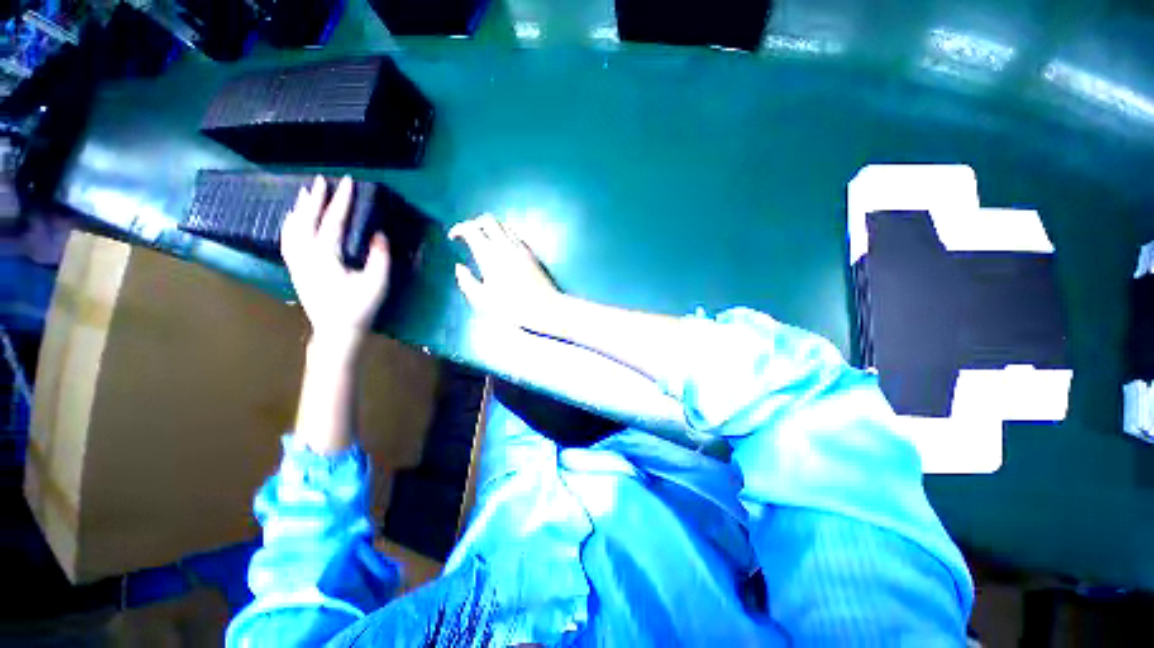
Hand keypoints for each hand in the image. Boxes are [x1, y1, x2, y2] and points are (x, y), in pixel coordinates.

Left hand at [281, 175, 390, 350]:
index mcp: (326, 256)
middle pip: (308, 220)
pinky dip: (290, 224)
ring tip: (306, 193)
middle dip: (316, 198)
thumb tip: (379, 234)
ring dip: (300, 208)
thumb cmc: (359, 308)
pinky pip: (288, 239)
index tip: (348, 182)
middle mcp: (306, 254)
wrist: (336, 331)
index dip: (342, 201)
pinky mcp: (295, 269)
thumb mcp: (377, 284)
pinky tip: (292, 219)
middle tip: (322, 180)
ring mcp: (297, 262)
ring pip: (293, 228)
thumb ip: (380, 257)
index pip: (334, 221)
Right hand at [449, 214, 561, 330]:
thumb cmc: (513, 307)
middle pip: (488, 220)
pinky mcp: (532, 253)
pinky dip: (504, 234)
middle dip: (474, 223)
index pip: (471, 229)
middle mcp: (505, 246)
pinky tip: (502, 248)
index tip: (453, 237)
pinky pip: (515, 235)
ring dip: (490, 227)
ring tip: (484, 241)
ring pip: (503, 225)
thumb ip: (467, 282)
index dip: (459, 229)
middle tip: (467, 236)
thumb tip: (459, 267)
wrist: (546, 308)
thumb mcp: (483, 300)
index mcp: (490, 256)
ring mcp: (521, 248)